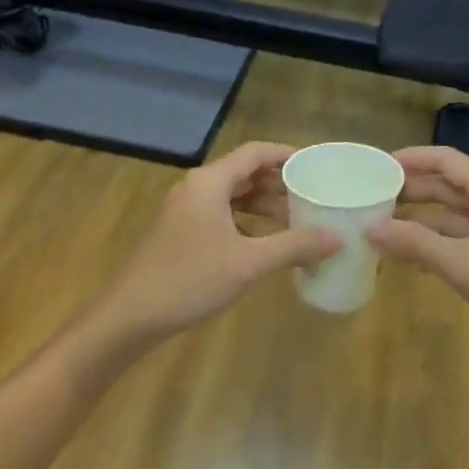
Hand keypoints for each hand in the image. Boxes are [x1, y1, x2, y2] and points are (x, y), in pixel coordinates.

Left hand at [85, 142, 337, 343]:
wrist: (130, 315)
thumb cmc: (190, 280)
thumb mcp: (248, 263)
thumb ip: (294, 246)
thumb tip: (338, 236)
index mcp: (210, 182)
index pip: (255, 153)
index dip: (288, 155)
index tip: (317, 166)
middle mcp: (196, 187)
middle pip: (245, 173)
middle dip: (280, 183)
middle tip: (314, 195)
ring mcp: (185, 210)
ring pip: (233, 196)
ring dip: (264, 204)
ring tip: (297, 219)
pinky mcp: (181, 232)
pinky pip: (221, 214)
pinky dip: (247, 221)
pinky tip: (266, 242)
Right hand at [368, 147, 468, 351]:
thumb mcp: (462, 264)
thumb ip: (415, 243)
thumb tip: (370, 228)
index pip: (444, 160)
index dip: (410, 159)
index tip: (376, 165)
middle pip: (446, 184)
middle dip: (410, 190)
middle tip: (370, 196)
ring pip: (452, 212)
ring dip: (419, 218)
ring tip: (380, 225)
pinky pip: (460, 234)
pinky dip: (435, 239)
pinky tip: (409, 253)